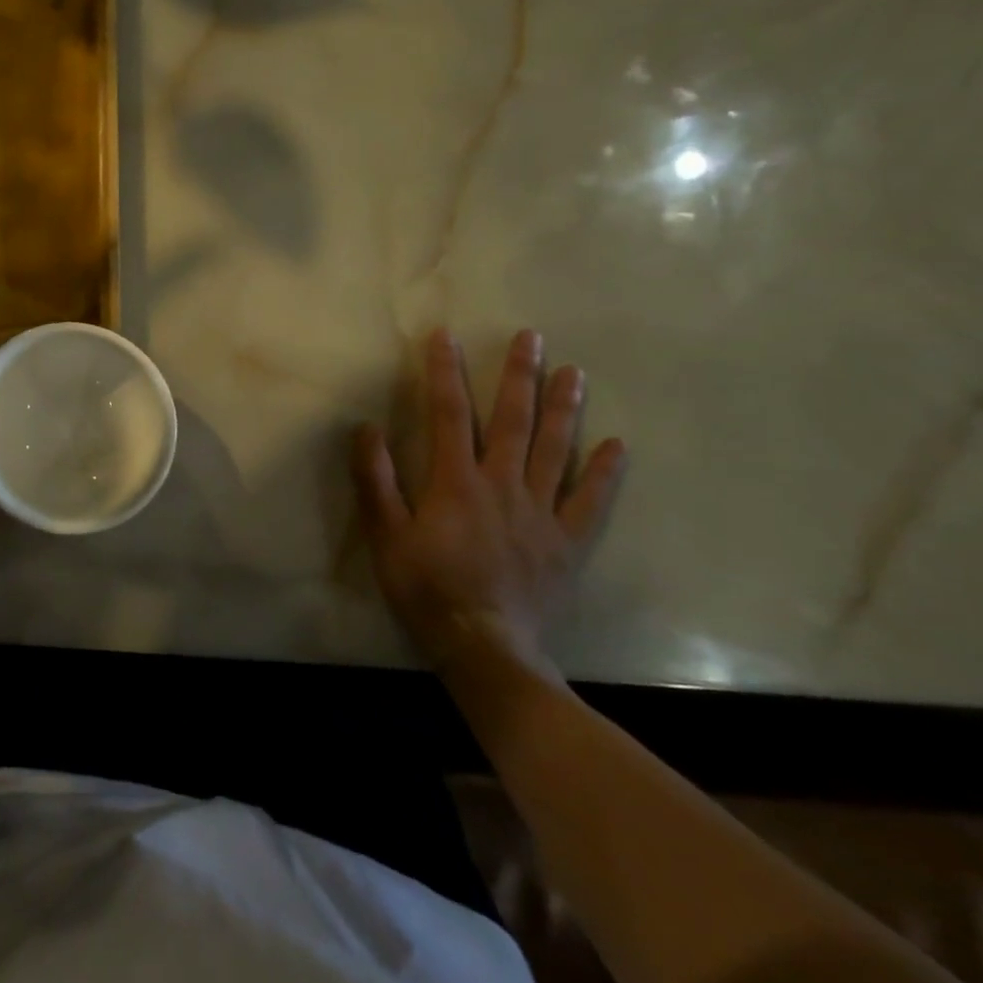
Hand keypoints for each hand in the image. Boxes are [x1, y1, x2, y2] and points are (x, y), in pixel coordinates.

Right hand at [352, 329, 625, 676]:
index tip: (446, 337)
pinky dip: (604, 473)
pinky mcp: (567, 542)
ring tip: (573, 372)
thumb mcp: (385, 535)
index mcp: (455, 481)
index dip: (445, 373)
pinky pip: (590, 502)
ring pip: (554, 450)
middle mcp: (502, 485)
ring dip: (564, 408)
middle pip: (512, 421)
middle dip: (518, 376)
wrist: (483, 645)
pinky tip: (617, 445)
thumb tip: (366, 428)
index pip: (448, 414)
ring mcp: (541, 512)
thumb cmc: (425, 587)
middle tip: (531, 337)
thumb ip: (375, 480)